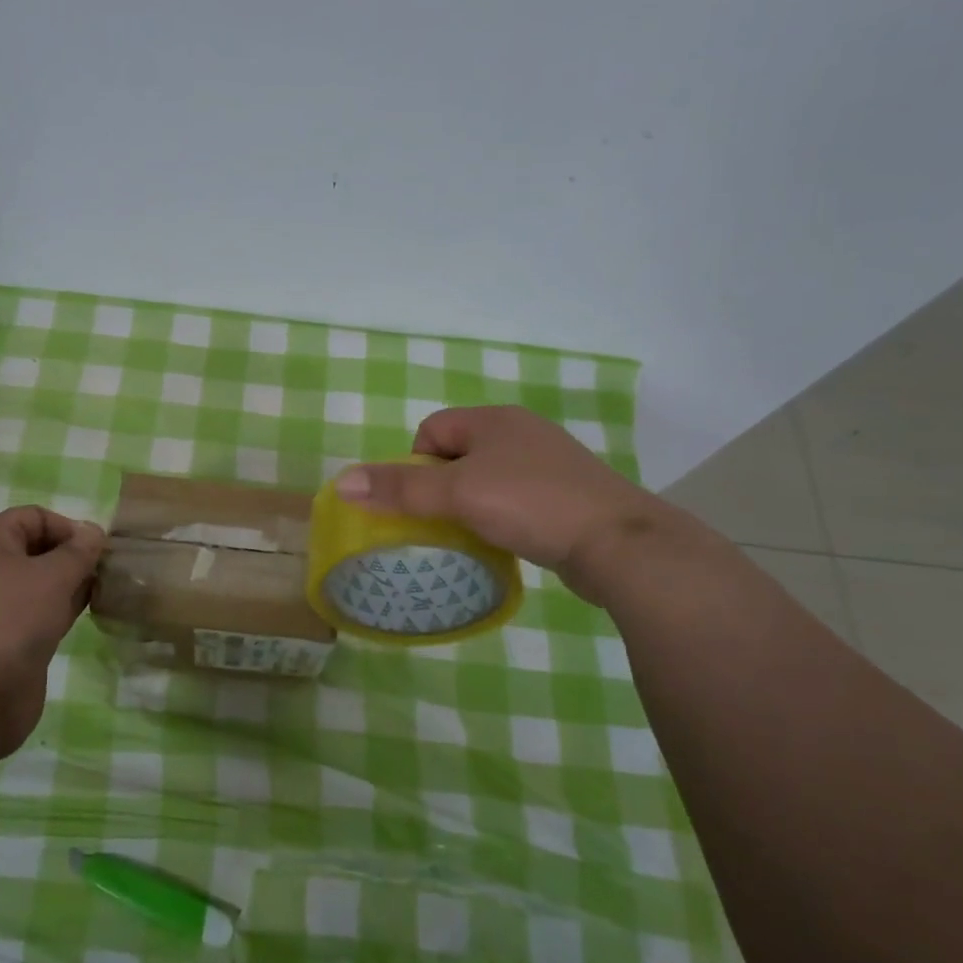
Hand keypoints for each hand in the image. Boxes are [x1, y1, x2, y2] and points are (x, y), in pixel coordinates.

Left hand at [0, 506, 104, 756]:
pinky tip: (85, 614)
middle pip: (35, 550)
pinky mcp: (4, 642)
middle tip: (104, 568)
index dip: (65, 524)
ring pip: (38, 585)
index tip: (94, 546)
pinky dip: (60, 611)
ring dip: (69, 585)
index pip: (31, 517)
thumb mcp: (54, 576)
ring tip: (102, 589)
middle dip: (71, 556)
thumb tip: (94, 531)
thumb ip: (79, 551)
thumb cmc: (11, 620)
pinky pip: (37, 615)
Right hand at [334, 406, 674, 600]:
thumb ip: (399, 489)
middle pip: (458, 454)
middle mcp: (522, 432)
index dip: (416, 465)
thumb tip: (341, 482)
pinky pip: (516, 498)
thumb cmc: (531, 504)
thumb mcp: (457, 495)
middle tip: (443, 522)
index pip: (432, 430)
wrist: (621, 544)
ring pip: (488, 478)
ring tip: (473, 535)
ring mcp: (550, 463)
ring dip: (471, 505)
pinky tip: (508, 541)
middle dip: (442, 488)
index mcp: (494, 419)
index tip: (425, 502)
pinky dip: (503, 517)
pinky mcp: (568, 494)